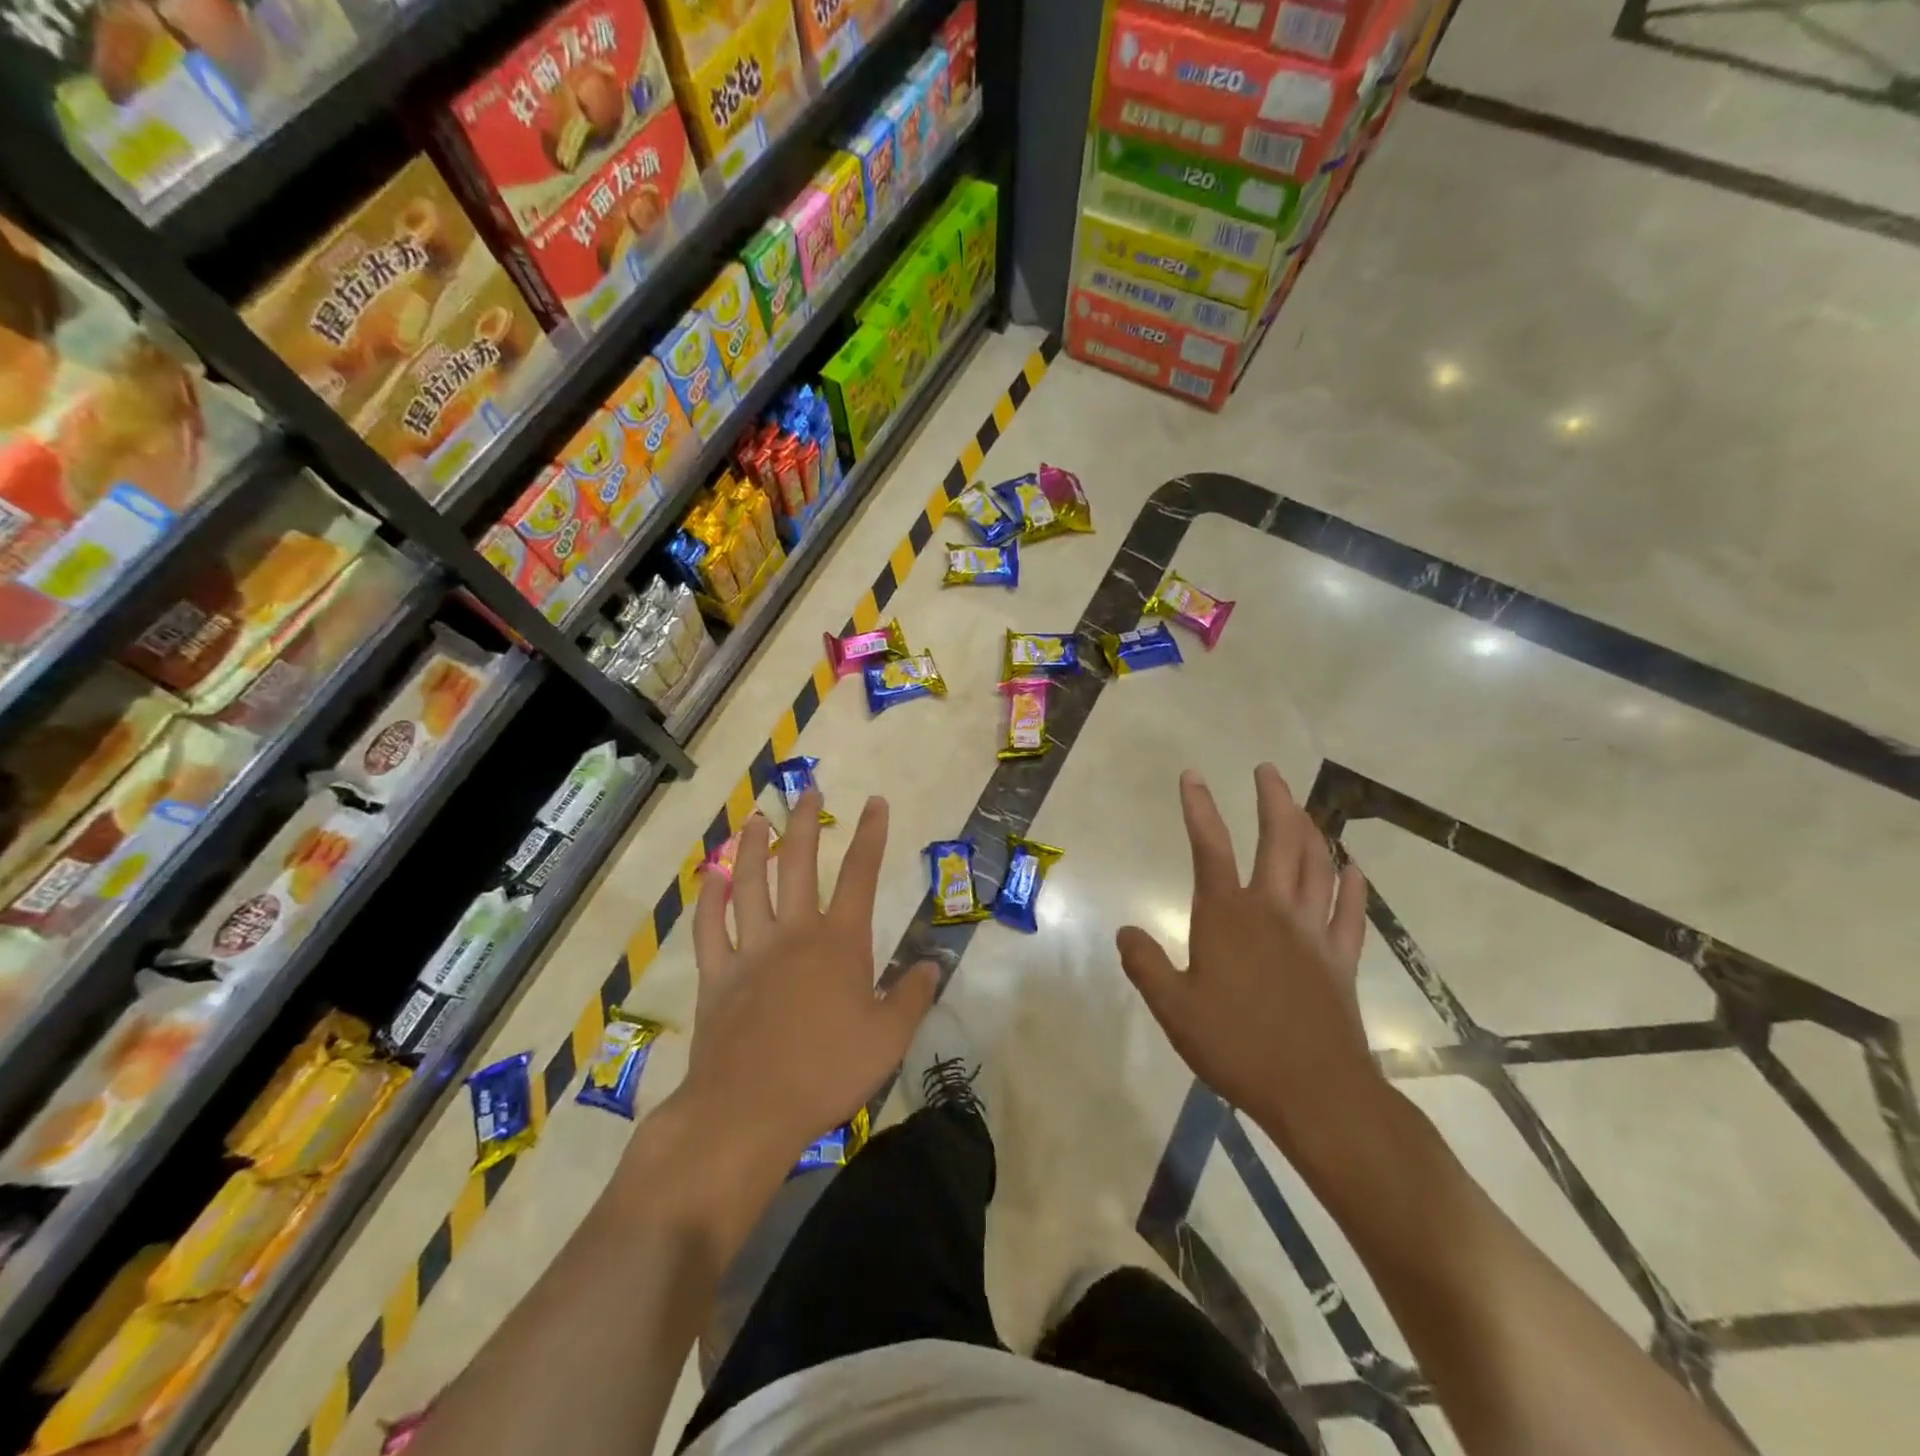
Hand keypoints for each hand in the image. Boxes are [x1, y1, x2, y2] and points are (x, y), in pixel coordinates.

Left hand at [681, 790, 938, 1167]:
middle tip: (807, 789)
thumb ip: (912, 995)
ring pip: (750, 885)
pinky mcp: (717, 976)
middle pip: (800, 865)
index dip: (871, 836)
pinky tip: (711, 877)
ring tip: (756, 819)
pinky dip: (709, 899)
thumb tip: (933, 963)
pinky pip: (709, 928)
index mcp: (840, 944)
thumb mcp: (889, 1038)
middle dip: (805, 824)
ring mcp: (750, 951)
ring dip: (753, 848)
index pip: (861, 876)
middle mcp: (795, 934)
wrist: (749, 1110)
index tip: (876, 802)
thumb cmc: (827, 1072)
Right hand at [1119, 765, 1383, 1170]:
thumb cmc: (1236, 1046)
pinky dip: (1353, 885)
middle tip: (1267, 770)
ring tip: (1302, 807)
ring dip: (1311, 829)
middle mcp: (1272, 910)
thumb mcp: (1173, 1008)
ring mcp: (1312, 932)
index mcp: (1226, 916)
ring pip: (1318, 865)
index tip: (1193, 776)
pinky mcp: (1341, 960)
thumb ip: (1146, 965)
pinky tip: (1353, 868)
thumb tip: (1126, 932)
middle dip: (1273, 799)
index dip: (1199, 808)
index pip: (1209, 846)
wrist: (1315, 1091)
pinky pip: (1350, 912)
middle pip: (1278, 840)